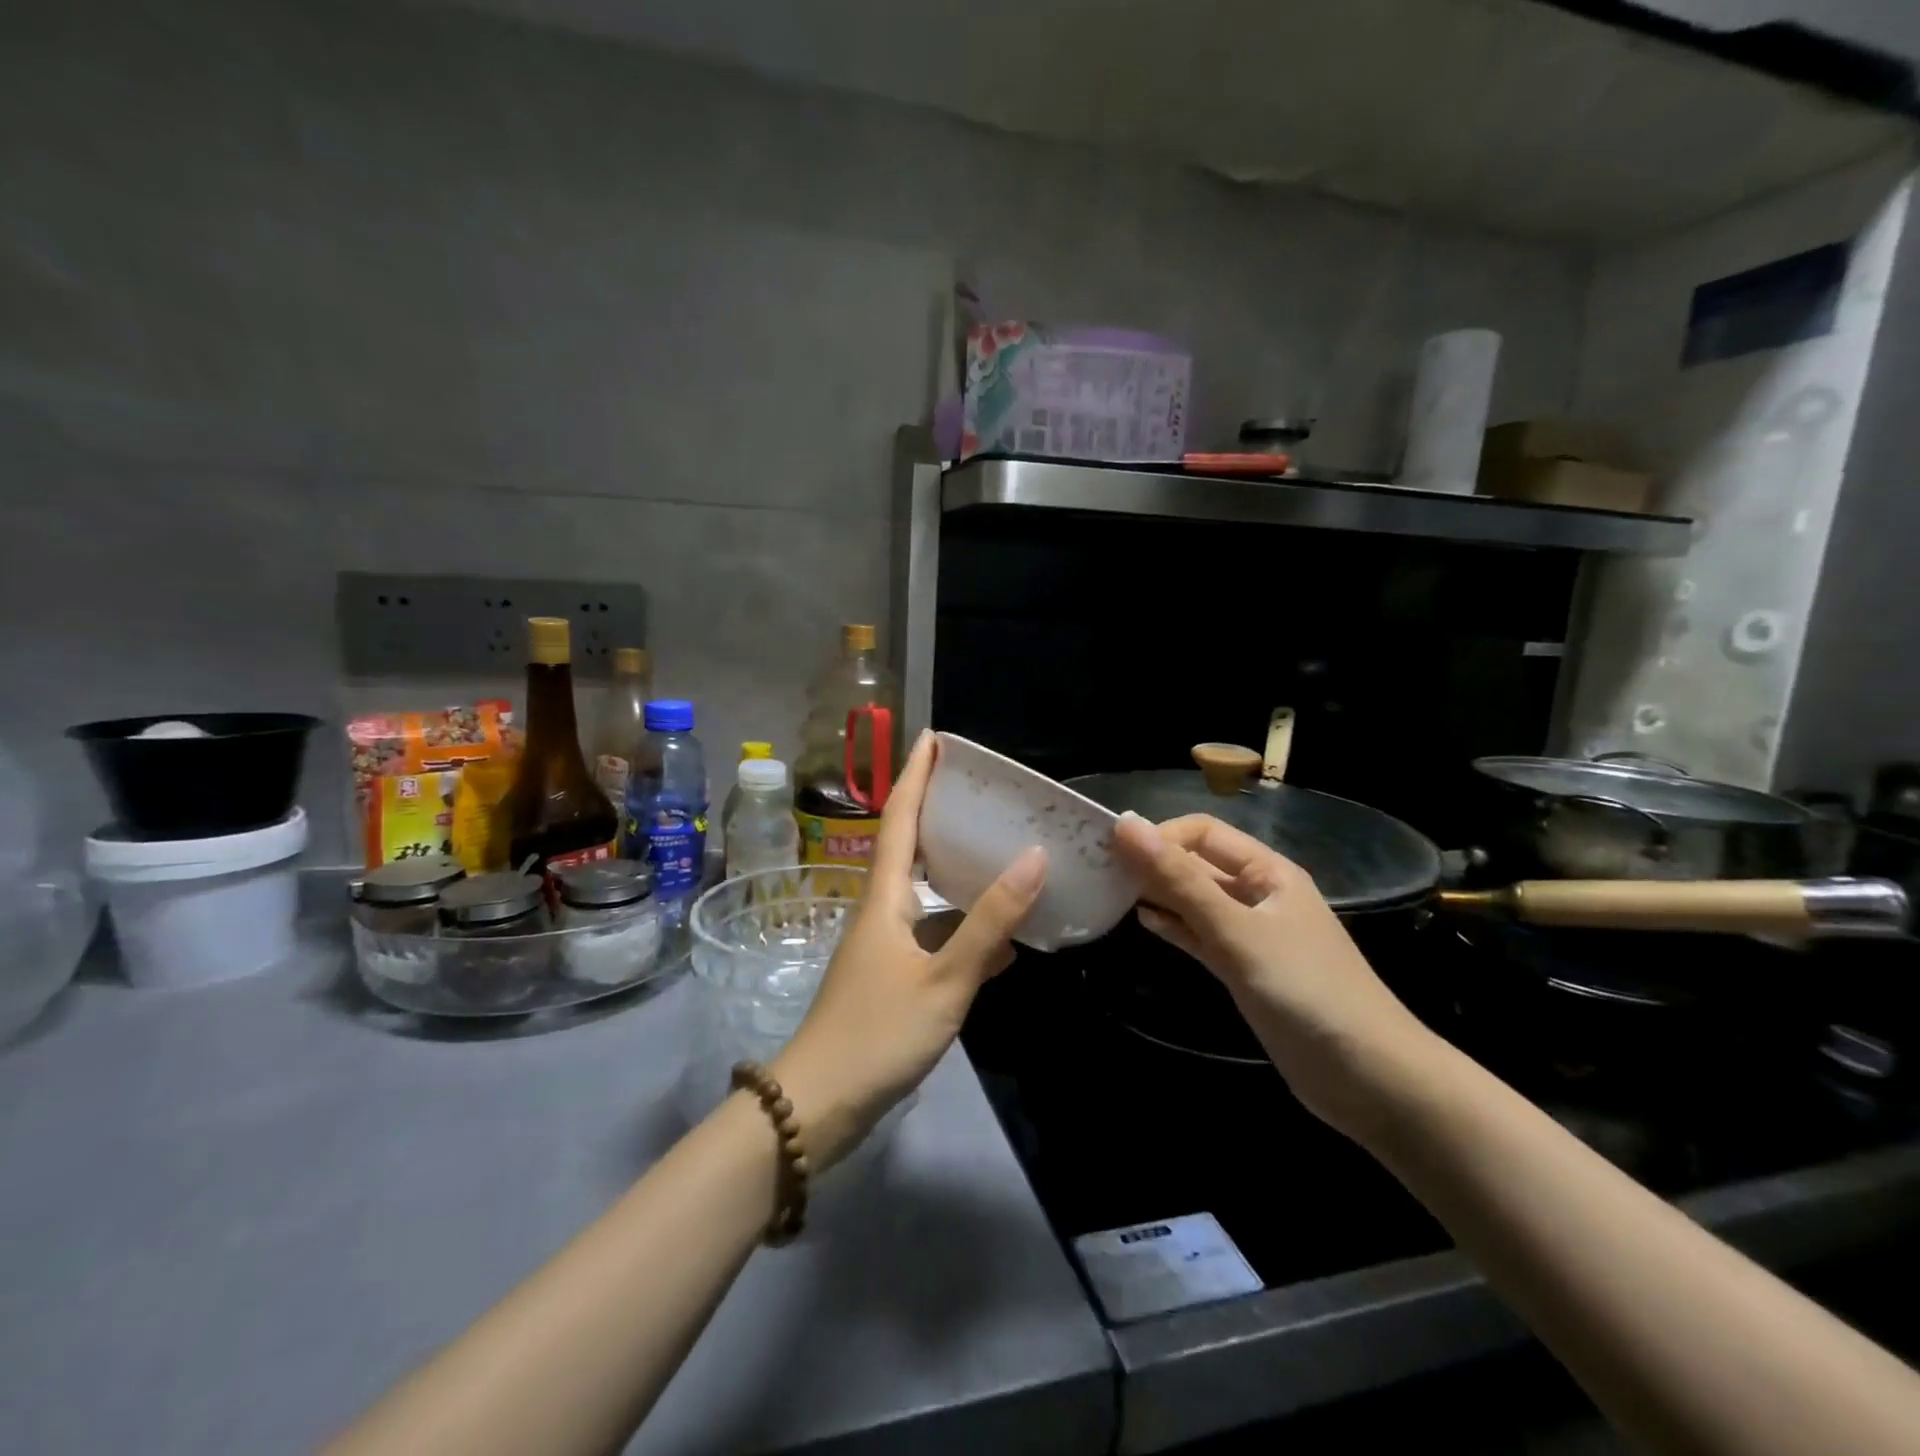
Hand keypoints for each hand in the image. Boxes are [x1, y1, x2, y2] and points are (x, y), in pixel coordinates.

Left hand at [771, 732, 1047, 1169]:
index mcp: (885, 897)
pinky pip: (933, 934)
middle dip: (937, 811)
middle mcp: (881, 910)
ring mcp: (884, 944)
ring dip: (956, 869)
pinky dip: (964, 927)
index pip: (901, 818)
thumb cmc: (878, 1033)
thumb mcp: (945, 978)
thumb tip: (1034, 858)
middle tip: (979, 790)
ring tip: (997, 853)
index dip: (916, 775)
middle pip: (910, 846)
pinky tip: (1000, 942)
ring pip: (925, 892)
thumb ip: (990, 922)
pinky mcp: (891, 976)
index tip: (934, 737)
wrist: (819, 1103)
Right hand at [1111, 812, 1435, 1137]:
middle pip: (1197, 864)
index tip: (1112, 854)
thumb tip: (1125, 826)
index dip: (1159, 836)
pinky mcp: (1246, 969)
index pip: (1202, 833)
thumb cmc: (1305, 991)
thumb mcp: (1236, 931)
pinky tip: (1144, 923)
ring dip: (1159, 895)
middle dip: (1154, 864)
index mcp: (1267, 871)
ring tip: (1113, 896)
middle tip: (1101, 873)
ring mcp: (1252, 933)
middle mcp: (1259, 894)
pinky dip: (1175, 926)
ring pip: (1196, 900)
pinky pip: (1202, 934)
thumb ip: (1180, 881)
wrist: (1369, 1079)